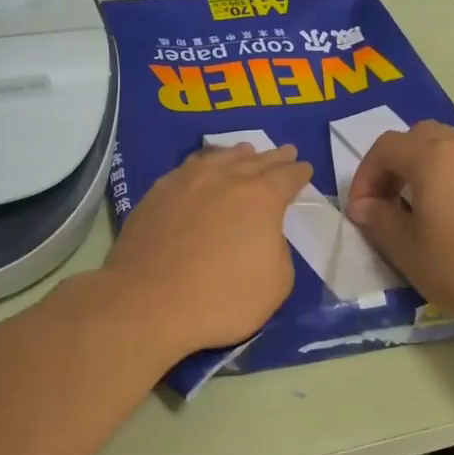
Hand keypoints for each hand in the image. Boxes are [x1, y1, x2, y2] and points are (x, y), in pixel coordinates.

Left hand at [102, 143, 313, 359]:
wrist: (148, 303)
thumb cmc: (221, 300)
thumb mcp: (275, 283)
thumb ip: (278, 250)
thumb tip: (264, 235)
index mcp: (260, 198)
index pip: (287, 177)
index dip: (299, 173)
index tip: (305, 168)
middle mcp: (224, 179)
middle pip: (256, 161)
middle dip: (274, 157)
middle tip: (286, 152)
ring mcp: (186, 182)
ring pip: (219, 158)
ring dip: (238, 154)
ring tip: (246, 151)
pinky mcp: (156, 194)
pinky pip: (188, 168)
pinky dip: (204, 163)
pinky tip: (202, 168)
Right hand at [346, 121, 453, 338]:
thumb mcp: (406, 250)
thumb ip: (378, 219)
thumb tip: (365, 206)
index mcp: (435, 157)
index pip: (386, 147)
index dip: (365, 175)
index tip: (361, 210)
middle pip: (422, 137)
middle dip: (398, 164)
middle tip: (391, 201)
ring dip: (433, 169)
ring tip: (429, 209)